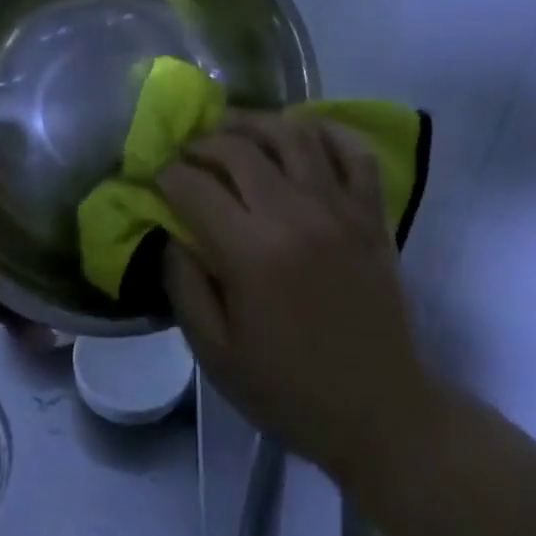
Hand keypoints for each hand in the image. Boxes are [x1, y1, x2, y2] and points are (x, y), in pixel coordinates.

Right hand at [158, 112, 437, 488]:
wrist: (378, 412)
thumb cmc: (288, 389)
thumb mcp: (215, 353)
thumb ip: (183, 285)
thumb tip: (168, 232)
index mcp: (252, 252)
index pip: (196, 187)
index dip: (168, 175)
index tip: (157, 178)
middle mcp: (296, 214)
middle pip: (240, 149)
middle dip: (204, 143)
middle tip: (189, 153)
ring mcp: (340, 208)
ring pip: (295, 135)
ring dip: (257, 123)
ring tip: (235, 130)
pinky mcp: (372, 214)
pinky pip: (353, 152)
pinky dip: (327, 132)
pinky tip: (304, 135)